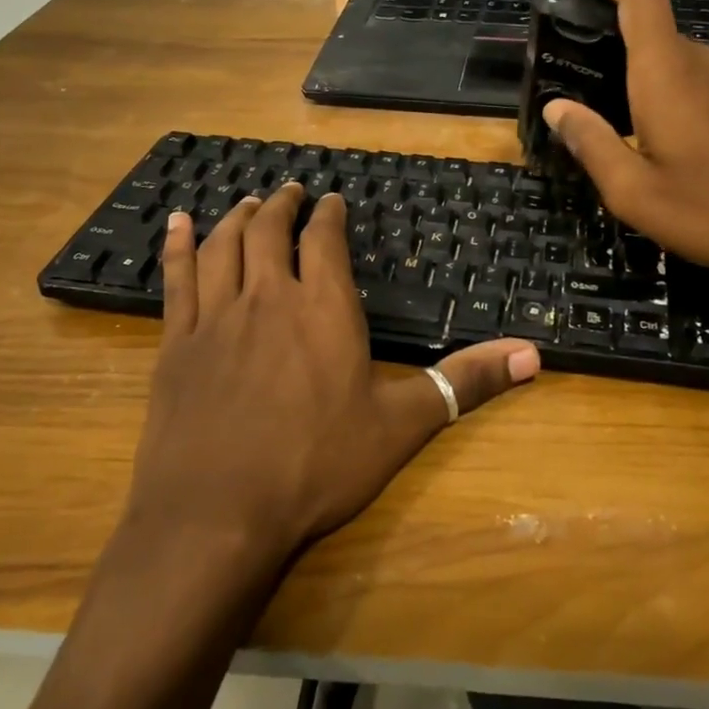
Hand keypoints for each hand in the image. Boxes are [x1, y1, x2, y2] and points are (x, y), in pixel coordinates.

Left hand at [118, 185, 540, 567]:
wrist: (214, 517)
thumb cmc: (315, 468)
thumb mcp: (402, 425)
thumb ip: (466, 382)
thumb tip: (534, 354)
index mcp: (323, 308)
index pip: (325, 241)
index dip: (328, 214)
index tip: (331, 199)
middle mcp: (267, 297)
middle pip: (270, 232)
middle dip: (283, 205)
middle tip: (290, 191)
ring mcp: (215, 317)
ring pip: (224, 246)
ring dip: (237, 218)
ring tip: (248, 203)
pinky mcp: (174, 344)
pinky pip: (175, 279)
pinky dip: (177, 246)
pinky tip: (176, 225)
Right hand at [541, 0, 708, 297]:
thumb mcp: (634, 192)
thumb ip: (591, 143)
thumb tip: (557, 108)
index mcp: (668, 75)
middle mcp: (701, 65)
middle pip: (652, 22)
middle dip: (609, 24)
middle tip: (571, 56)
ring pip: (672, 53)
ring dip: (635, 60)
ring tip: (603, 97)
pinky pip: (693, 76)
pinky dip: (661, 82)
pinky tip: (650, 125)